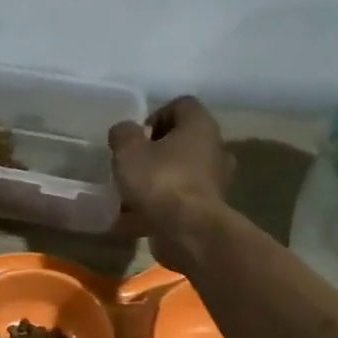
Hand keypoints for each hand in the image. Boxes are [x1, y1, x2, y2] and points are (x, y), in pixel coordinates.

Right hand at [108, 97, 234, 272]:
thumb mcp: (129, 151)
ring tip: (128, 197)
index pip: (182, 105)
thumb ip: (123, 135)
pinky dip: (158, 209)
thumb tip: (125, 131)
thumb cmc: (160, 180)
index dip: (156, 116)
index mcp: (200, 126)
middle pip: (182, 142)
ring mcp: (214, 183)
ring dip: (156, 183)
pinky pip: (178, 203)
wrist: (188, 231)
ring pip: (180, 174)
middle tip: (133, 165)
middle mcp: (214, 150)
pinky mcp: (207, 211)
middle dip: (156, 153)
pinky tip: (132, 221)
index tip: (137, 136)